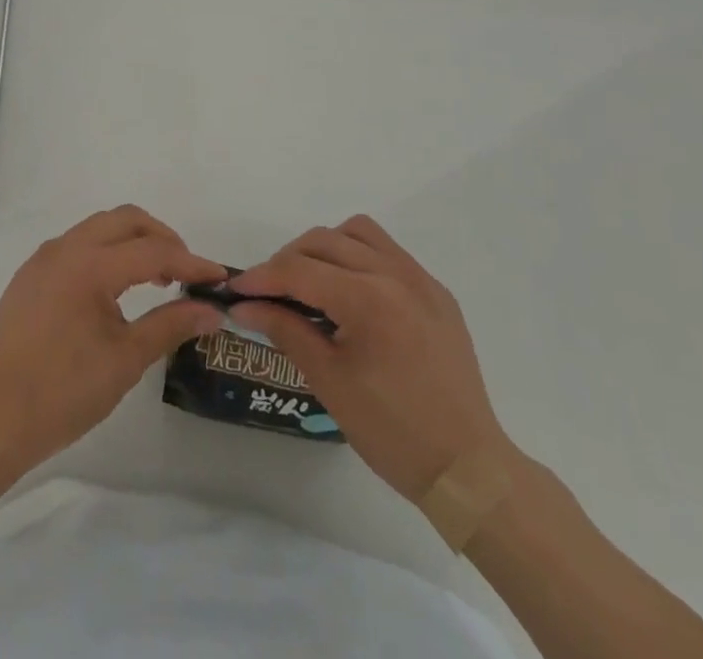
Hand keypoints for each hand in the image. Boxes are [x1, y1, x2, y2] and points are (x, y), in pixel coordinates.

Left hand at [0, 206, 226, 472]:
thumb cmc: (64, 391)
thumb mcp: (126, 359)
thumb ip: (171, 324)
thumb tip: (211, 309)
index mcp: (89, 265)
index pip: (152, 251)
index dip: (190, 262)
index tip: (218, 278)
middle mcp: (64, 248)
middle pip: (124, 220)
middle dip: (160, 237)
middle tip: (184, 271)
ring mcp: (43, 260)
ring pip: (98, 229)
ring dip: (131, 242)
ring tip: (154, 279)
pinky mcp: (29, 277)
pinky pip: (76, 247)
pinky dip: (104, 254)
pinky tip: (113, 291)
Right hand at [229, 215, 517, 502]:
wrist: (468, 469)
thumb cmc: (392, 432)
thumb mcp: (328, 381)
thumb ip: (284, 330)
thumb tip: (244, 305)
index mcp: (368, 299)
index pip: (300, 270)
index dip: (261, 277)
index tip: (234, 290)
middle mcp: (395, 274)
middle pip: (324, 241)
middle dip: (288, 260)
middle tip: (268, 292)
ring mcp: (421, 279)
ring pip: (358, 233)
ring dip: (325, 247)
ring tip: (309, 283)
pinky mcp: (436, 292)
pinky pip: (388, 252)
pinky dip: (358, 258)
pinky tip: (350, 293)